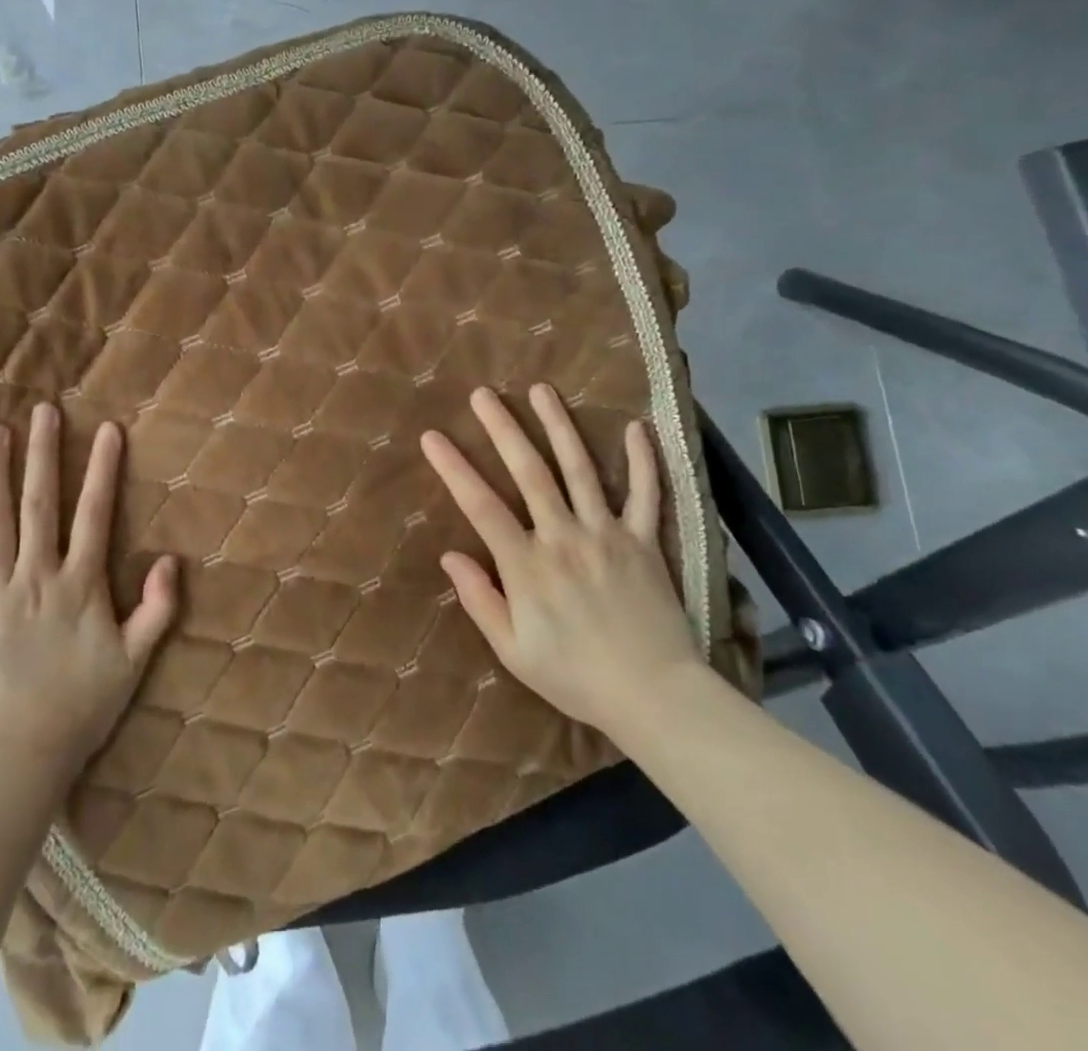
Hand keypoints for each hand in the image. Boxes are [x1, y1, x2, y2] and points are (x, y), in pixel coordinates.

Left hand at [0, 404, 177, 771]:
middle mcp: (36, 576)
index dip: (103, 469)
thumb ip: (156, 608)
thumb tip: (170, 560)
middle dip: (44, 454)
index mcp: (80, 584)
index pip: (95, 514)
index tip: (108, 429)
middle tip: (43, 410)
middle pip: (39, 505)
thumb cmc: (82, 706)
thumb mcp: (135, 660)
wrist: (18, 755)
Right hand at [419, 384, 705, 741]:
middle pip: (529, 472)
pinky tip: (636, 427)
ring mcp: (607, 534)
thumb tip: (449, 556)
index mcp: (527, 565)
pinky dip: (642, 460)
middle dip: (503, 428)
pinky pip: (646, 494)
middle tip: (484, 394)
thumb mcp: (513, 650)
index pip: (481, 505)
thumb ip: (480, 600)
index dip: (454, 468)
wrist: (655, 697)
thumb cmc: (575, 677)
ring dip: (559, 426)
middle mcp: (563, 537)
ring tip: (542, 390)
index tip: (432, 436)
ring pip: (580, 469)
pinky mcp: (644, 542)